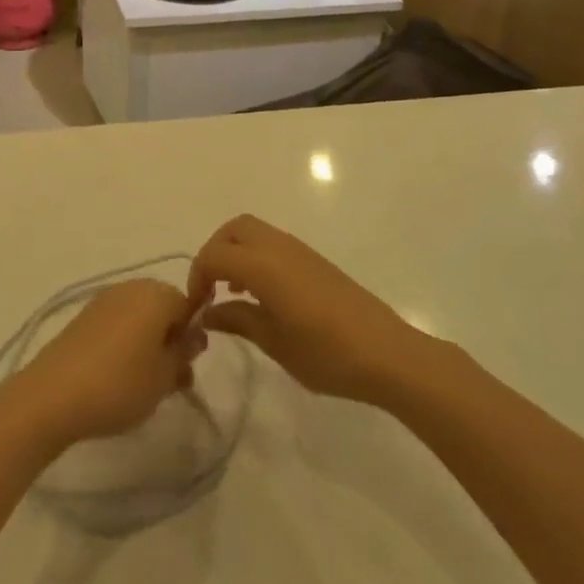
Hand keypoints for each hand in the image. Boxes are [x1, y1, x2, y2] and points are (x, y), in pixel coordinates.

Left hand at [14, 279, 200, 447]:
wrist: (53, 395)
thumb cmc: (120, 384)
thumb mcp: (165, 376)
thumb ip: (184, 352)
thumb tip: (194, 335)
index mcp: (156, 294)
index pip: (188, 306)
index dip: (191, 337)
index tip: (186, 368)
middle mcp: (130, 287)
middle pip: (162, 309)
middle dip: (170, 341)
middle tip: (170, 380)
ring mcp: (104, 300)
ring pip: (139, 318)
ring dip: (148, 345)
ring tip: (145, 385)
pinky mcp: (83, 317)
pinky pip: (117, 325)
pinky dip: (125, 344)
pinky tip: (119, 376)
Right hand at [189, 215, 422, 405]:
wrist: (387, 354)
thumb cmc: (326, 353)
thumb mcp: (274, 342)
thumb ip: (237, 320)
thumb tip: (207, 313)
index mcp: (263, 265)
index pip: (214, 254)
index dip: (196, 276)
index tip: (195, 307)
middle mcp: (278, 247)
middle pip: (233, 229)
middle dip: (214, 252)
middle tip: (210, 288)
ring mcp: (299, 250)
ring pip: (254, 232)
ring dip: (235, 252)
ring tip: (232, 293)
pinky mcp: (314, 260)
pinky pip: (272, 243)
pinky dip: (255, 257)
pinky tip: (261, 294)